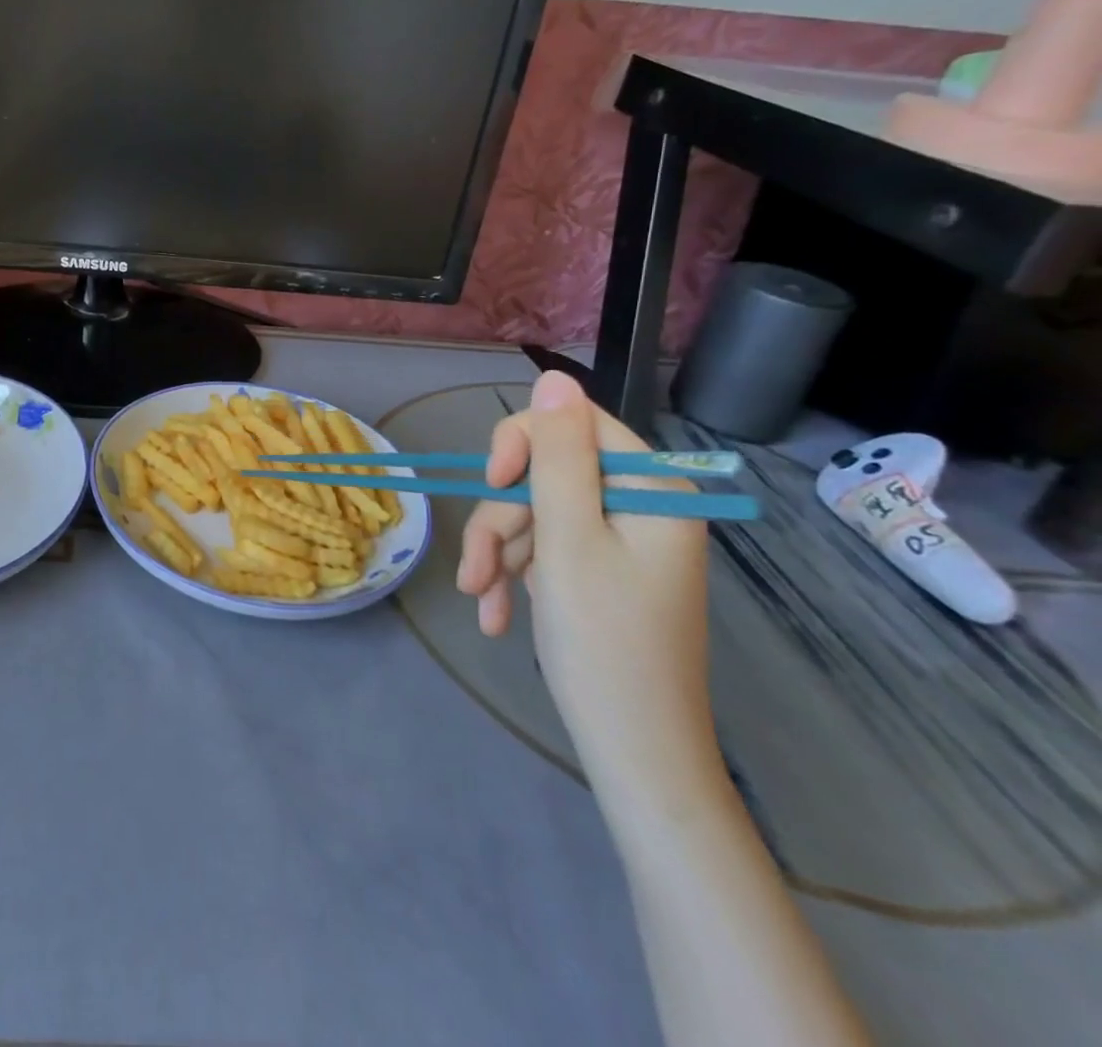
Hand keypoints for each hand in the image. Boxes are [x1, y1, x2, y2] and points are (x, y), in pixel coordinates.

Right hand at [458, 373, 717, 794]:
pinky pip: (547, 549)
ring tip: (483, 602)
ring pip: (537, 514)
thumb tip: (553, 378)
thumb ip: (556, 455)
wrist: (635, 753)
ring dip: (500, 554)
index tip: (492, 483)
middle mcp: (642, 506)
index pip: (574, 425)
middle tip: (477, 571)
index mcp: (652, 489)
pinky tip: (497, 616)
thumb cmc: (603, 642)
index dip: (521, 444)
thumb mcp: (567, 538)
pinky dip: (517, 576)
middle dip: (502, 519)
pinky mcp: (602, 572)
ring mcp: (621, 542)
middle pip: (547, 475)